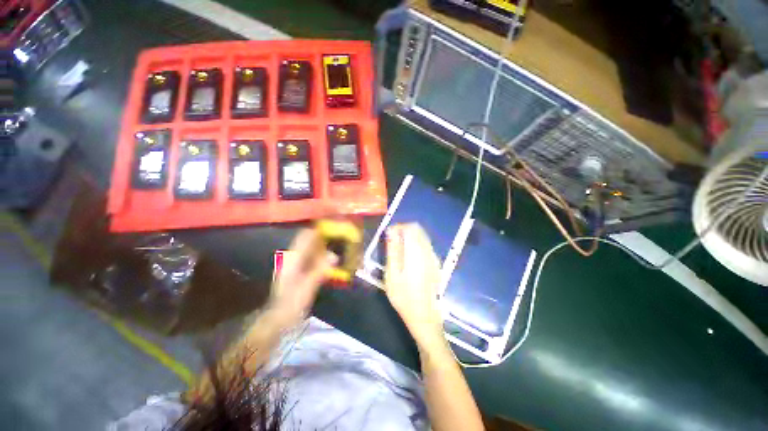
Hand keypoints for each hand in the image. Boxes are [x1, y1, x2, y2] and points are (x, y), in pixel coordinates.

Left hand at [268, 229, 334, 328]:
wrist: (278, 318)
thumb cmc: (291, 303)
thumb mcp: (307, 288)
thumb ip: (319, 271)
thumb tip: (334, 256)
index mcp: (293, 258)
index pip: (306, 236)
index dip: (319, 228)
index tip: (334, 225)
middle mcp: (294, 257)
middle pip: (310, 240)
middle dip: (325, 236)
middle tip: (341, 235)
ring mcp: (296, 263)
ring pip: (312, 248)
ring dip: (324, 244)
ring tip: (339, 244)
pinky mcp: (299, 270)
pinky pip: (313, 257)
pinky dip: (322, 254)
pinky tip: (332, 258)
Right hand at [384, 224, 444, 349]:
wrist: (424, 315)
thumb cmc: (403, 296)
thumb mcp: (392, 273)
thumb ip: (393, 250)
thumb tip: (391, 231)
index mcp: (417, 252)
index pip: (410, 227)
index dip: (398, 227)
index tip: (388, 235)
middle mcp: (428, 251)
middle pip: (418, 230)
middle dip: (404, 231)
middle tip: (392, 242)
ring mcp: (434, 257)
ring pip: (422, 236)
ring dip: (410, 237)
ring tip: (398, 250)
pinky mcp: (435, 263)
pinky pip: (425, 245)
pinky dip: (415, 244)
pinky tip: (408, 258)